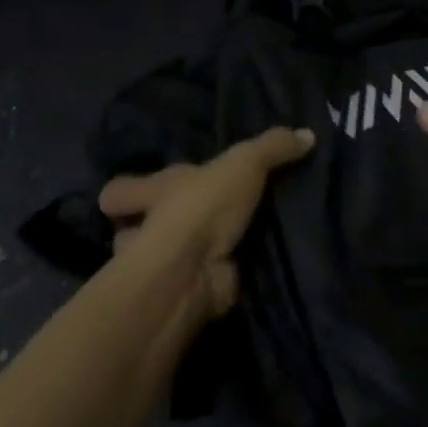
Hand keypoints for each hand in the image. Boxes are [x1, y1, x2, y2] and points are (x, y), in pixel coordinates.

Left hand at [97, 126, 314, 319]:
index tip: (123, 196)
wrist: (194, 271)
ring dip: (182, 258)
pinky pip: (200, 283)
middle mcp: (151, 227)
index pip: (120, 191)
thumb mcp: (245, 162)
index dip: (125, 192)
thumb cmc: (204, 206)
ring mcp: (165, 266)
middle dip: (150, 229)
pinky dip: (215, 280)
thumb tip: (307, 133)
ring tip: (220, 247)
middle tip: (188, 222)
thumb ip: (273, 146)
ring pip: (163, 261)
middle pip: (136, 229)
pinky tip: (242, 271)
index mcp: (156, 189)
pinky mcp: (188, 293)